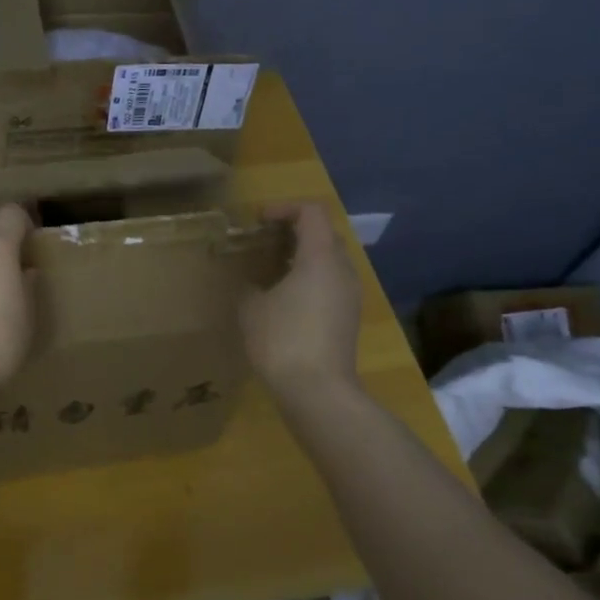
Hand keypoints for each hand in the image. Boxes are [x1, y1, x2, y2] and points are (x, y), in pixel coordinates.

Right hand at [239, 203, 361, 396]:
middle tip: (262, 242)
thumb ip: (249, 285)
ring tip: (269, 270)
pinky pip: (330, 283)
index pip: (311, 212)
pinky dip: (309, 278)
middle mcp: (342, 270)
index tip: (258, 221)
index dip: (284, 208)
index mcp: (320, 257)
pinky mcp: (348, 317)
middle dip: (292, 231)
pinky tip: (284, 299)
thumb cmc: (282, 340)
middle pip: (323, 233)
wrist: (318, 391)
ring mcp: (350, 295)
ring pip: (328, 260)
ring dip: (301, 256)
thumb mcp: (251, 308)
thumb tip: (252, 283)